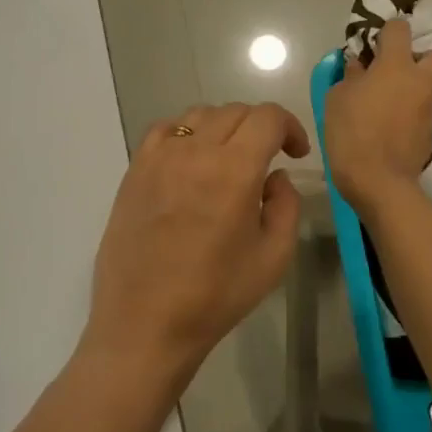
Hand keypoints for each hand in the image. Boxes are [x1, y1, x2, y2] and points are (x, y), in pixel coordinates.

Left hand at [81, 102, 310, 386]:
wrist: (145, 320)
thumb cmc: (215, 295)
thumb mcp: (273, 258)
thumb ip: (286, 205)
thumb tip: (276, 176)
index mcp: (233, 170)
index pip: (266, 117)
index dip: (289, 126)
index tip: (296, 152)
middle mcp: (194, 151)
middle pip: (234, 111)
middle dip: (259, 128)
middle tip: (268, 158)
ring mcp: (159, 156)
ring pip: (199, 115)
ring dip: (223, 127)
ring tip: (229, 159)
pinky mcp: (135, 168)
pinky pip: (165, 130)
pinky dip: (186, 133)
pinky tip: (190, 161)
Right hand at [324, 18, 431, 213]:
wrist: (378, 180)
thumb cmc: (351, 130)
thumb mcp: (337, 97)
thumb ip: (351, 76)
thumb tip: (359, 66)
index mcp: (395, 65)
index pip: (399, 28)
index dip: (387, 32)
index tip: (373, 45)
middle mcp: (420, 81)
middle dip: (418, 58)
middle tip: (394, 72)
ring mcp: (431, 107)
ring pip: (430, 86)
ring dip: (415, 89)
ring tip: (390, 105)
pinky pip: (425, 111)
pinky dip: (413, 114)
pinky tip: (393, 127)